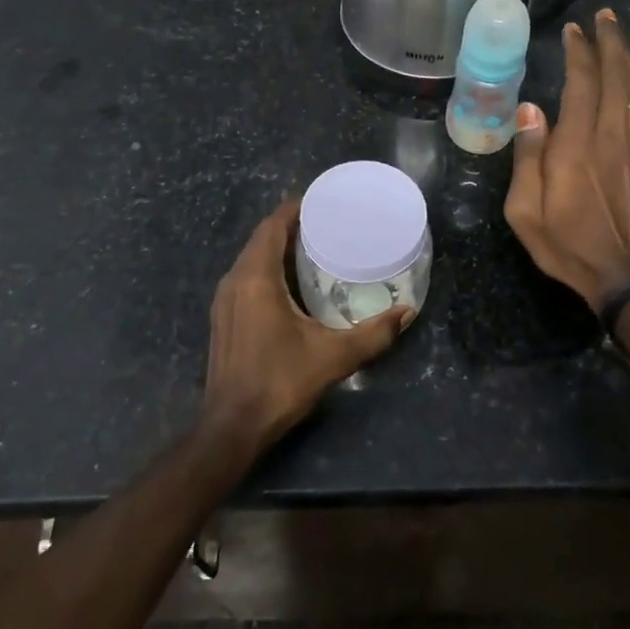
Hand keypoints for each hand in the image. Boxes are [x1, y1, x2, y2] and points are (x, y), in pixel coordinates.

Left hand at [203, 200, 413, 452]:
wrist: (232, 427)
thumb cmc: (279, 383)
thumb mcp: (333, 357)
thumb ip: (373, 334)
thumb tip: (407, 313)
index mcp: (256, 279)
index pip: (272, 227)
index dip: (294, 209)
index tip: (322, 201)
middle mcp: (234, 282)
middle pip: (261, 239)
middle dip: (290, 226)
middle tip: (326, 223)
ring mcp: (224, 301)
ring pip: (251, 259)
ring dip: (277, 247)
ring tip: (313, 248)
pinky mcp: (223, 318)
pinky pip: (246, 277)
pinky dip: (267, 268)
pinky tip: (291, 283)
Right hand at [505, 8, 629, 310]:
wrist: (622, 276)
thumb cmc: (565, 244)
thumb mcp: (524, 210)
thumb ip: (527, 157)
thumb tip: (529, 109)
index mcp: (576, 145)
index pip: (581, 82)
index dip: (578, 51)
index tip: (572, 31)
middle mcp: (612, 136)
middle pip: (616, 75)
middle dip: (609, 41)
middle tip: (603, 17)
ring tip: (619, 38)